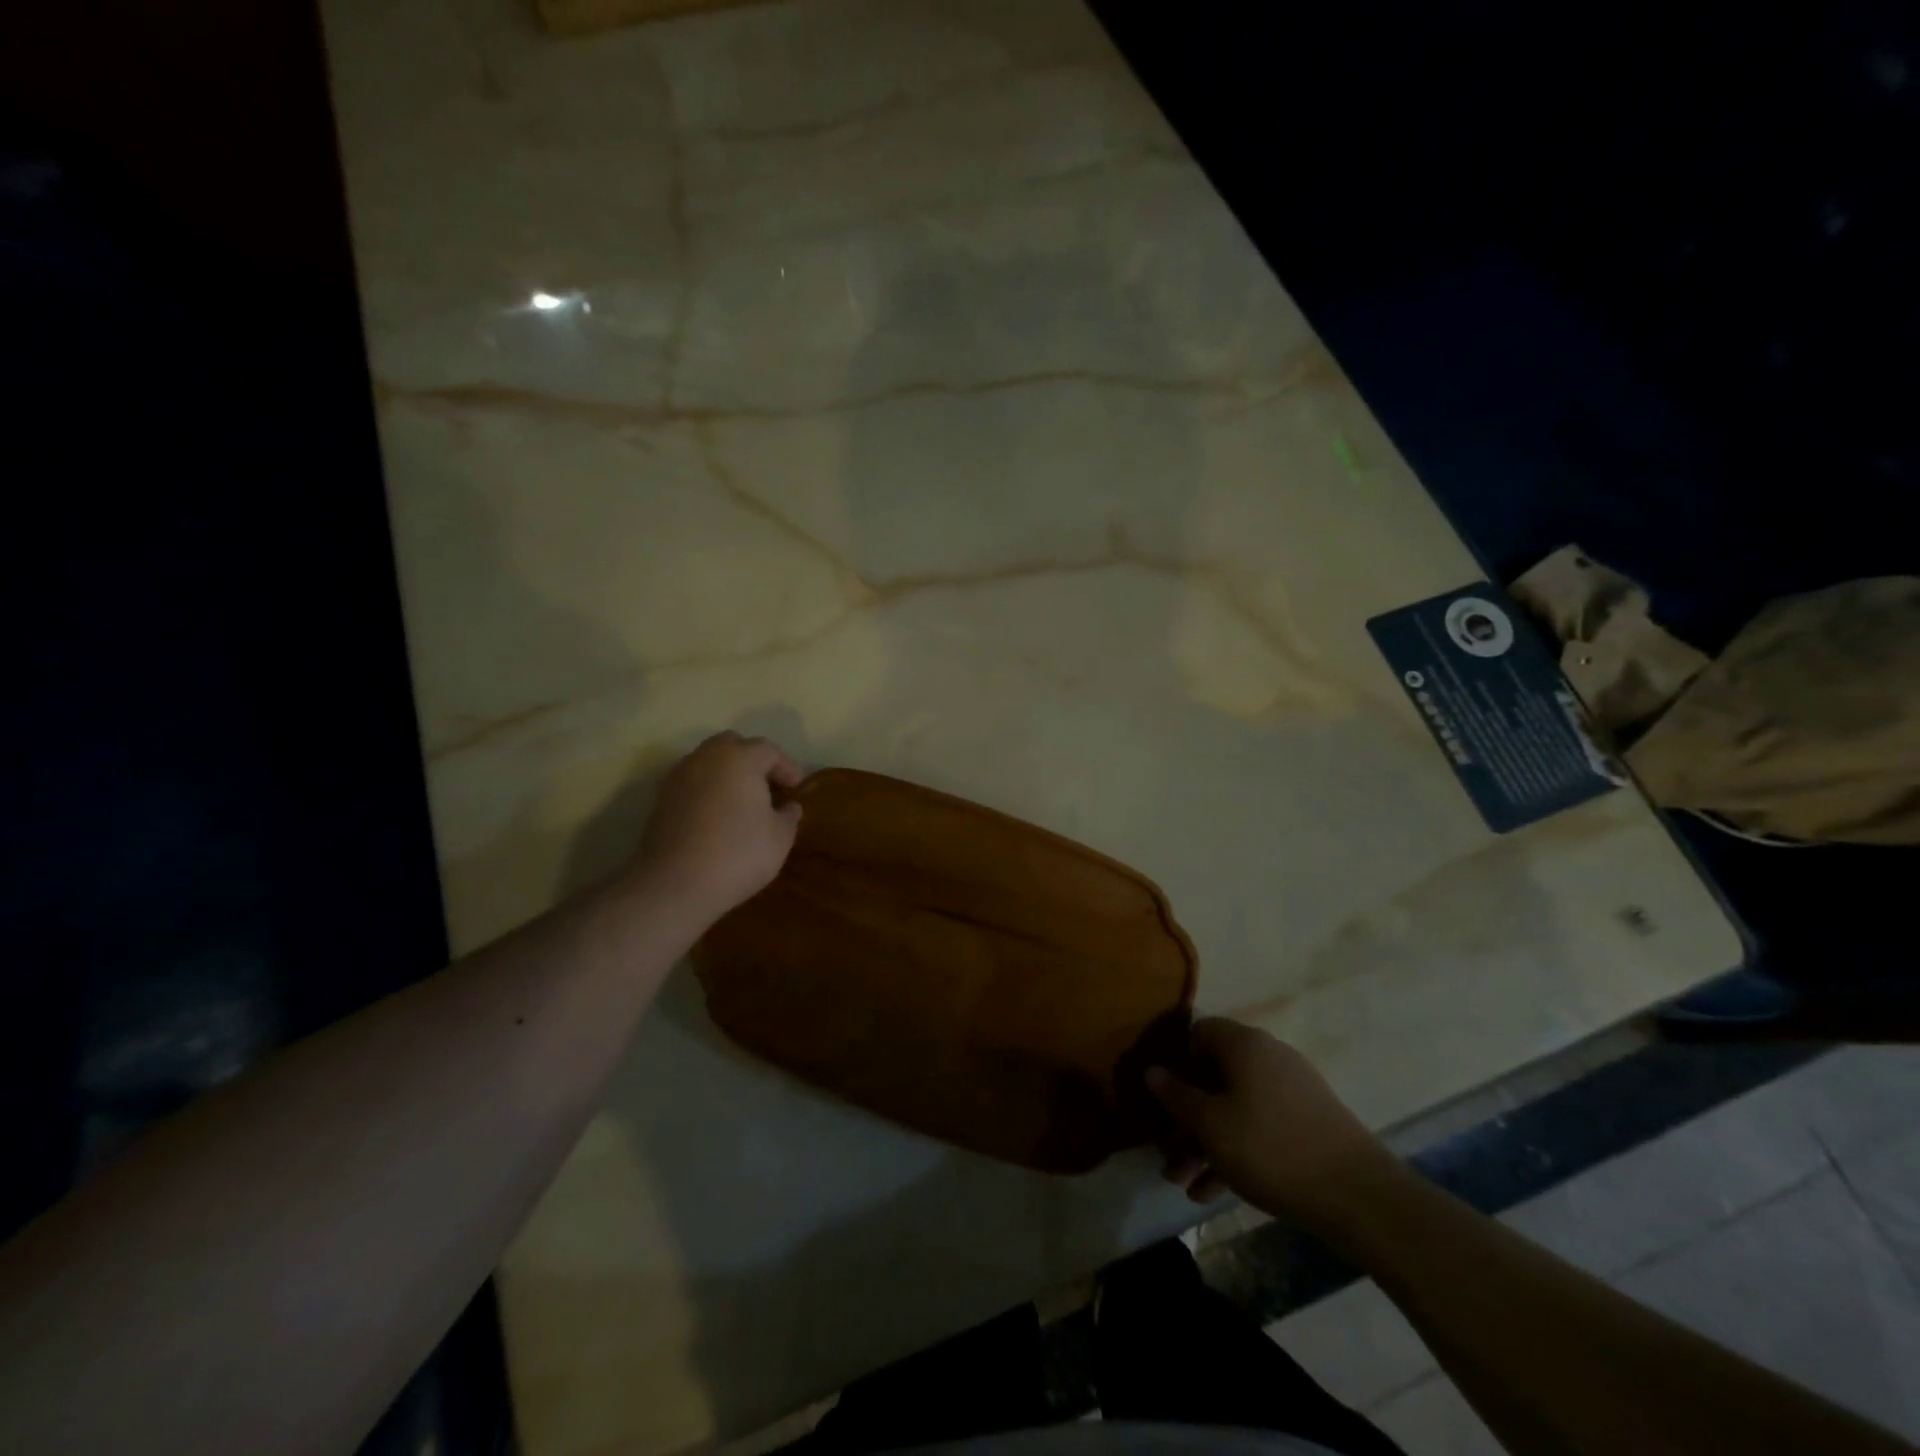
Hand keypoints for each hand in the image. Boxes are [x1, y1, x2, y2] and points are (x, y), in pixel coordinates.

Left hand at [632, 732, 804, 925]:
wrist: (675, 883)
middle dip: (752, 761)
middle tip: (767, 787)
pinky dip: (707, 791)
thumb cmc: (738, 853)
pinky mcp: (661, 799)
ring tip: (741, 802)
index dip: (787, 767)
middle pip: (733, 745)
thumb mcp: (780, 837)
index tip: (796, 788)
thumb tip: (788, 806)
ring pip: (709, 762)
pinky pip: (692, 783)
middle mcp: (707, 757)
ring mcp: (680, 777)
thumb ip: (788, 816)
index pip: (769, 750)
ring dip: (727, 774)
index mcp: (740, 758)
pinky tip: (717, 816)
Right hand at [1148, 1018, 1398, 1228]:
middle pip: (1213, 1076)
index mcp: (1243, 1043)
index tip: (1162, 1099)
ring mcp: (1291, 1090)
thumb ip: (1176, 1096)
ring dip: (1205, 1142)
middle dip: (1185, 1117)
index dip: (1175, 1062)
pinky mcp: (1308, 1123)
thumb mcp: (1211, 1124)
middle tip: (1166, 1154)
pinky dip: (1235, 1152)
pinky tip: (1211, 1193)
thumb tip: (1152, 1070)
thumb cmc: (1270, 1148)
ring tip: (1183, 1184)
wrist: (1359, 1196)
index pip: (1197, 1033)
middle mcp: (1267, 1056)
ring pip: (1234, 1107)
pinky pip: (1259, 1127)